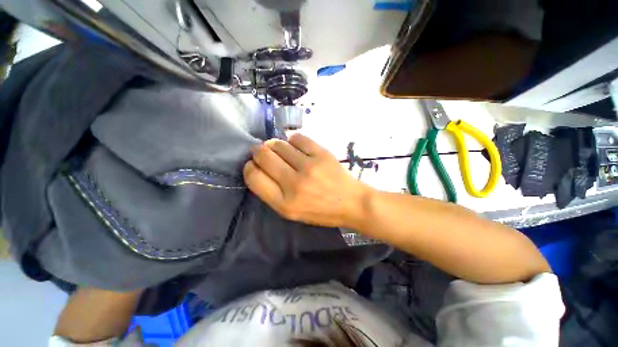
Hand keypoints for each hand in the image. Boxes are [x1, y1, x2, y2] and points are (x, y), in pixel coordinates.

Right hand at [243, 133, 371, 227]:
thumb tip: (259, 167)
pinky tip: (295, 145)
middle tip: (263, 152)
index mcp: (284, 203)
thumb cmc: (320, 211)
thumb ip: (272, 192)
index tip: (253, 164)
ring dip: (274, 144)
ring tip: (279, 149)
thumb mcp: (292, 212)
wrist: (351, 202)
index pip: (254, 177)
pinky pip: (297, 138)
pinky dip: (292, 140)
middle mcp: (294, 184)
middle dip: (258, 151)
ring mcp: (309, 166)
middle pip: (263, 156)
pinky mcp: (321, 154)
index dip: (250, 167)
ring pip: (279, 144)